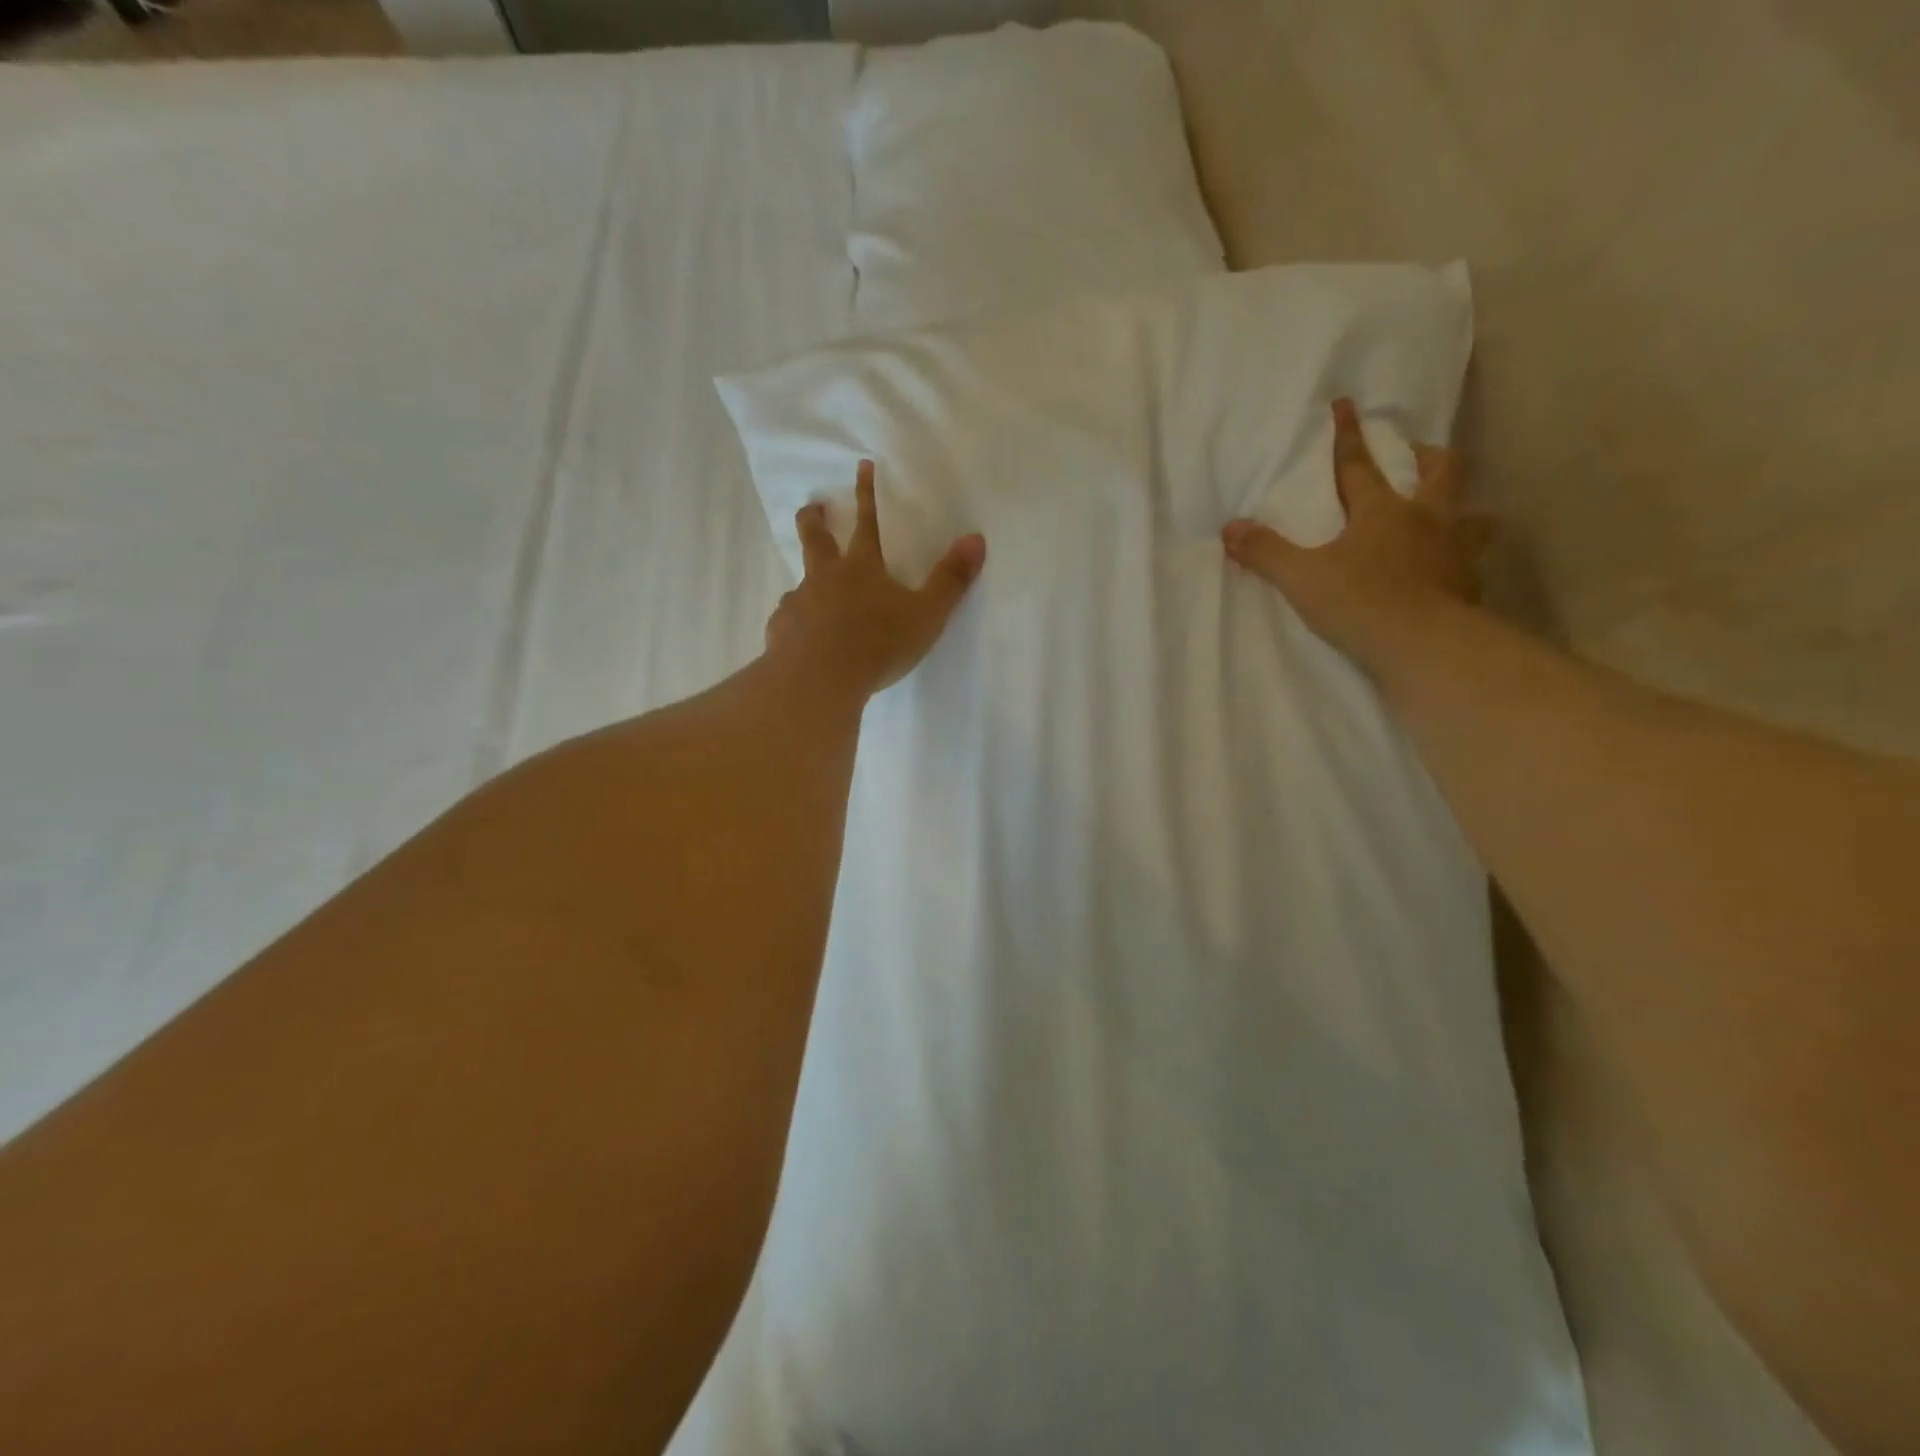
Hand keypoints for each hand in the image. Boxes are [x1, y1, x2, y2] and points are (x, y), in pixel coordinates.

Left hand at [765, 460, 986, 697]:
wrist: (819, 679)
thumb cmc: (877, 644)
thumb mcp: (926, 614)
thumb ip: (951, 580)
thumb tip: (976, 538)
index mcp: (861, 568)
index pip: (867, 522)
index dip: (867, 494)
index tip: (862, 465)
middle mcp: (825, 578)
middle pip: (815, 539)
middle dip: (815, 519)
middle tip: (813, 507)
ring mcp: (798, 603)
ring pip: (800, 582)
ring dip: (807, 579)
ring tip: (810, 590)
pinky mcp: (781, 631)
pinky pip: (788, 619)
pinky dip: (795, 621)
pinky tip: (800, 636)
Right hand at [1222, 398, 1493, 671]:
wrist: (1424, 645)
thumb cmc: (1360, 603)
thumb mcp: (1301, 578)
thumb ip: (1266, 552)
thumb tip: (1229, 529)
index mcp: (1382, 511)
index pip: (1358, 465)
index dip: (1347, 435)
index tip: (1345, 404)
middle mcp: (1426, 519)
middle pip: (1439, 470)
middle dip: (1424, 455)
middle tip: (1415, 452)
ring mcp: (1455, 550)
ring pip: (1472, 513)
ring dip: (1462, 505)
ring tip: (1451, 511)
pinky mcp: (1470, 583)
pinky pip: (1474, 560)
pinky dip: (1465, 557)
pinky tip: (1454, 569)